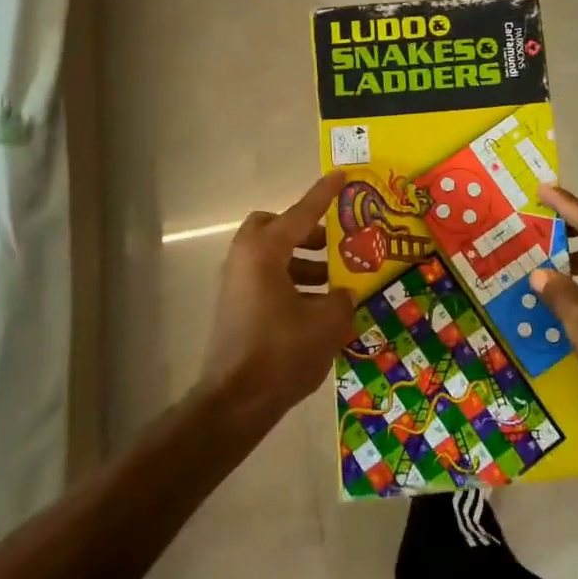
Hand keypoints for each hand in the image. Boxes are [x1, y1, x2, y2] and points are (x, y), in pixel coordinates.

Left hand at [198, 170, 354, 426]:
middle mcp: (245, 259)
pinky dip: (292, 285)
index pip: (301, 213)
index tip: (341, 175)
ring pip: (272, 258)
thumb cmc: (281, 352)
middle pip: (275, 228)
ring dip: (303, 263)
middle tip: (333, 244)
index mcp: (265, 251)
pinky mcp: (236, 309)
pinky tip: (318, 311)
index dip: (324, 194)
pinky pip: (267, 281)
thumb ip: (341, 299)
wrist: (234, 403)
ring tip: (336, 285)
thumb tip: (343, 293)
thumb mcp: (326, 322)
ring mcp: (236, 285)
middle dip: (305, 232)